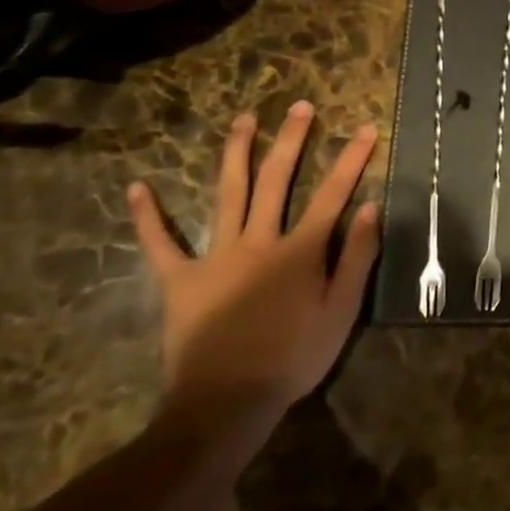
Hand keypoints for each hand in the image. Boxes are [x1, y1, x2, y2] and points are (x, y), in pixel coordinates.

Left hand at [127, 102, 379, 433]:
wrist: (225, 404)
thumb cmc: (293, 358)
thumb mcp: (341, 311)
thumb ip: (357, 257)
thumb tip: (370, 207)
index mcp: (300, 250)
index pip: (333, 193)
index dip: (352, 159)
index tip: (364, 128)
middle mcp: (260, 240)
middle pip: (277, 179)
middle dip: (292, 139)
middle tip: (300, 106)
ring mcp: (217, 256)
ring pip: (228, 194)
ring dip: (236, 154)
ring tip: (244, 120)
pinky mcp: (181, 280)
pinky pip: (161, 244)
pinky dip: (149, 217)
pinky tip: (139, 188)